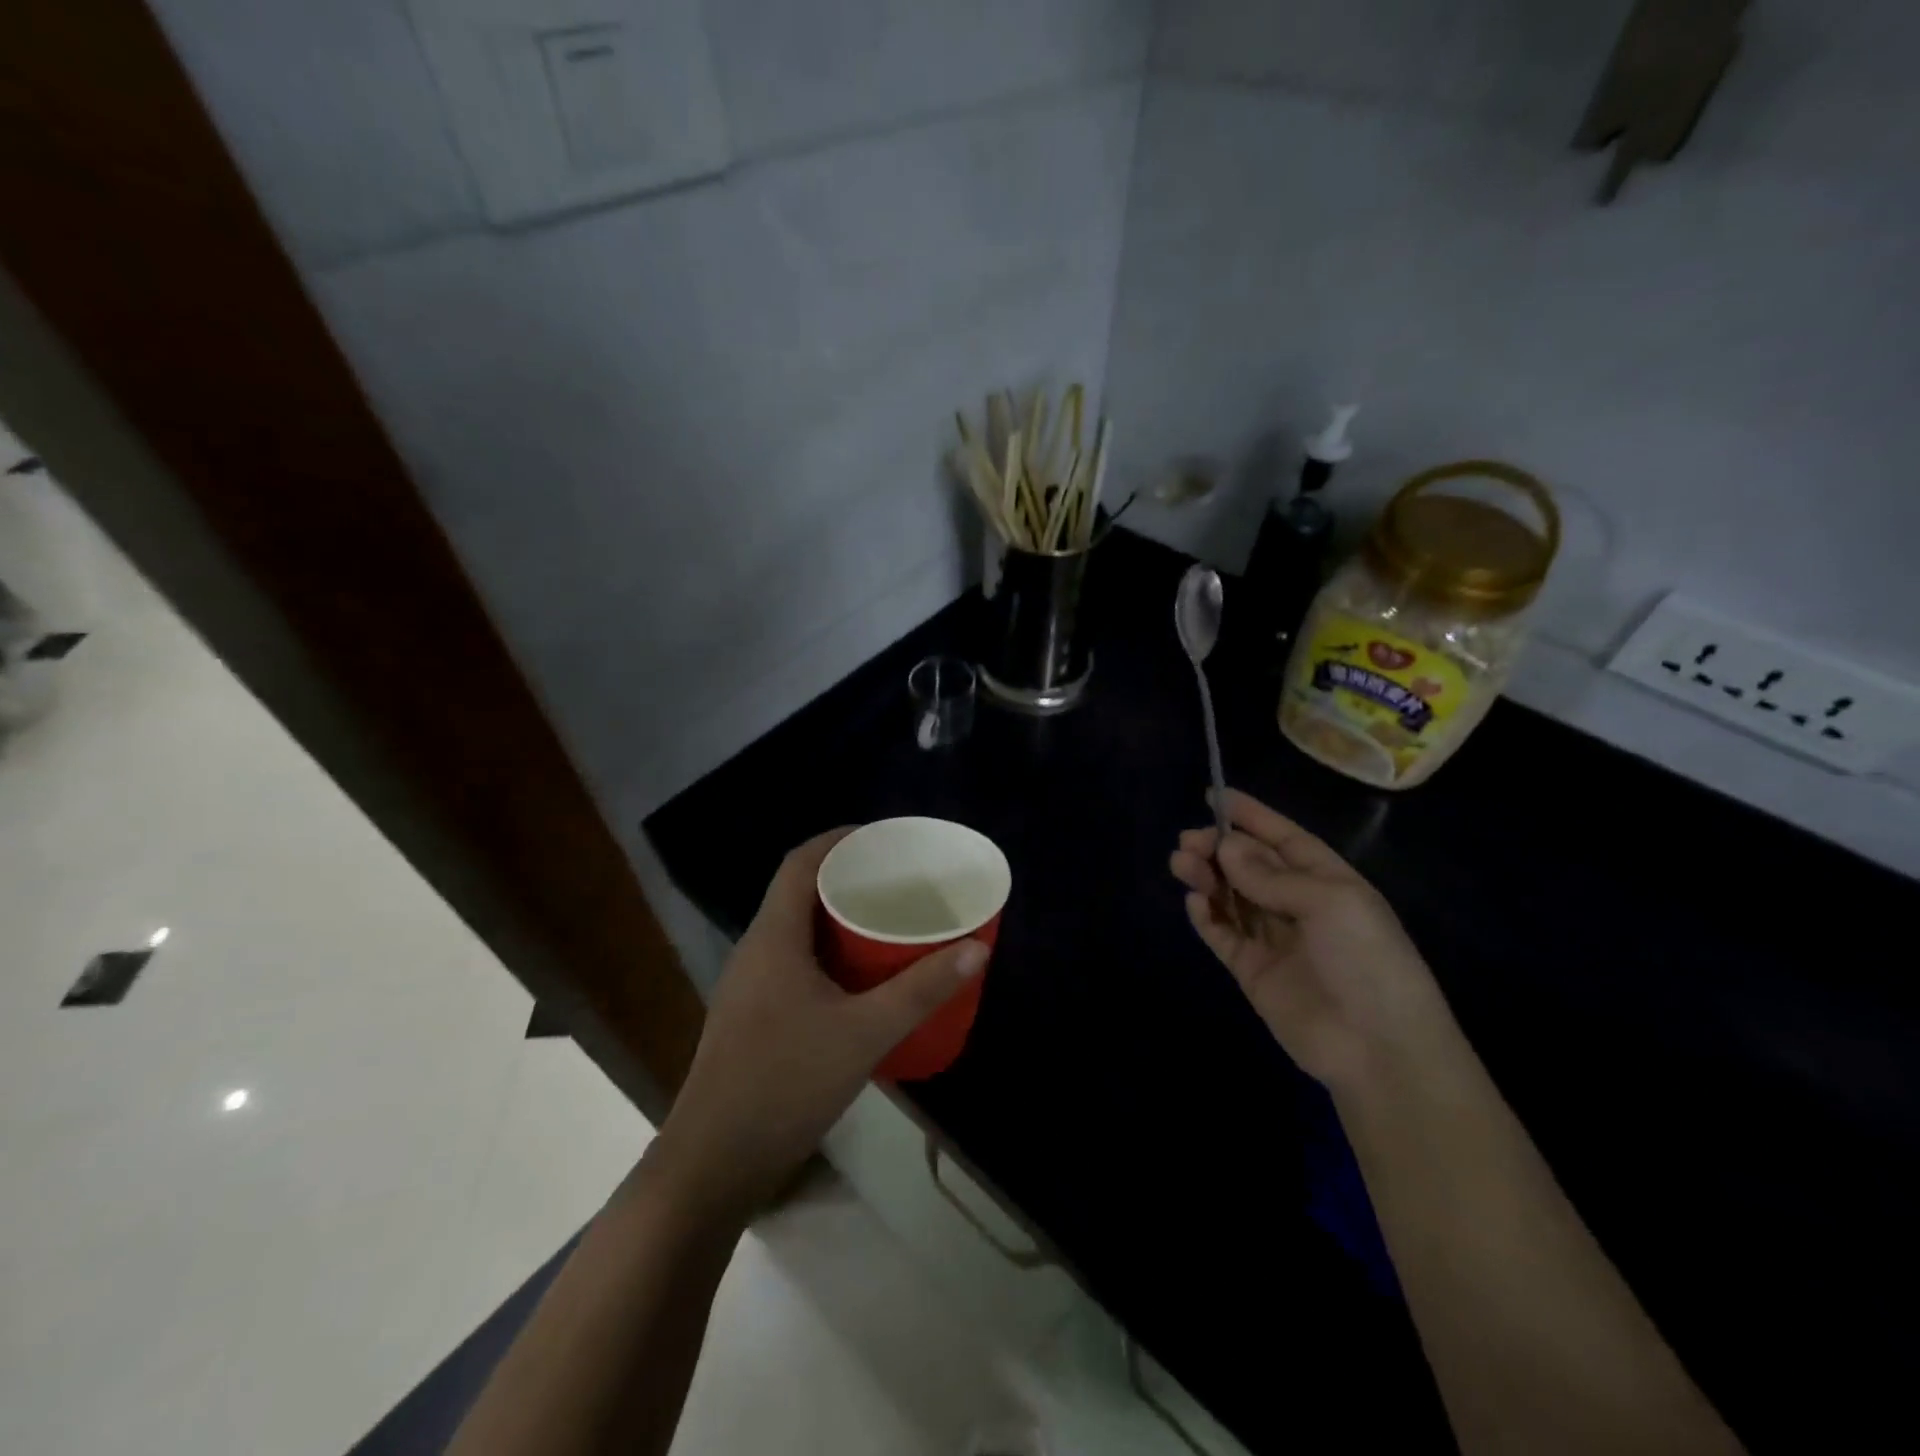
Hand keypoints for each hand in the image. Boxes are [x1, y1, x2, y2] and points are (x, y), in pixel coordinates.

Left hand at [646, 828, 986, 1222]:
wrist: (714, 1164)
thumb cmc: (786, 1083)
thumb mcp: (865, 1033)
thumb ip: (921, 990)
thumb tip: (976, 948)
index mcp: (773, 937)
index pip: (801, 862)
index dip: (839, 840)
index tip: (883, 838)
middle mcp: (755, 950)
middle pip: (799, 892)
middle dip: (847, 878)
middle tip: (898, 880)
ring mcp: (749, 986)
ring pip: (797, 930)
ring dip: (837, 918)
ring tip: (887, 921)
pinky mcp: (752, 1017)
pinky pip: (793, 962)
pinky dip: (828, 954)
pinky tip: (860, 979)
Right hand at [1170, 789, 1454, 1089]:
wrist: (1379, 1049)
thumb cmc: (1366, 960)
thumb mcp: (1328, 902)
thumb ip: (1271, 875)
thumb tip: (1225, 848)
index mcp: (1327, 881)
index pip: (1282, 839)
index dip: (1250, 816)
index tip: (1214, 795)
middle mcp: (1298, 905)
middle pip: (1249, 866)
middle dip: (1219, 848)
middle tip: (1188, 841)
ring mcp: (1273, 939)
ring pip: (1230, 896)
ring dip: (1207, 877)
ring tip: (1182, 863)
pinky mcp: (1252, 971)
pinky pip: (1222, 934)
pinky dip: (1206, 917)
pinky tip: (1196, 904)